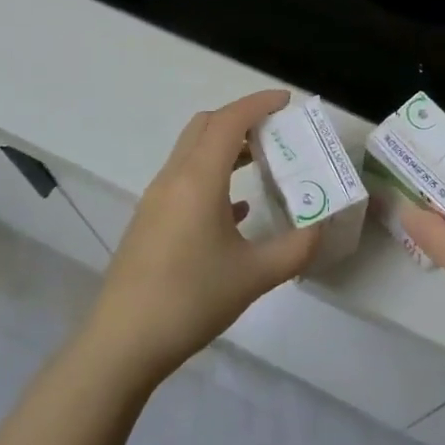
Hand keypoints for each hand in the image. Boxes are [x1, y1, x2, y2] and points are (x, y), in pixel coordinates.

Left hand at [86, 90, 319, 385]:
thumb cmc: (191, 299)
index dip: (258, 104)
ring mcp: (156, 200)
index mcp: (198, 179)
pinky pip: (184, 180)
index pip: (229, 121)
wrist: (123, 343)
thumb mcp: (255, 276)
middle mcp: (173, 178)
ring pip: (192, 152)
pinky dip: (212, 176)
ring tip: (262, 161)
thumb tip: (321, 226)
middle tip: (276, 130)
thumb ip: (296, 248)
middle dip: (241, 118)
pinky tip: (238, 208)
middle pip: (205, 126)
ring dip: (225, 146)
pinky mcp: (150, 222)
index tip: (286, 101)